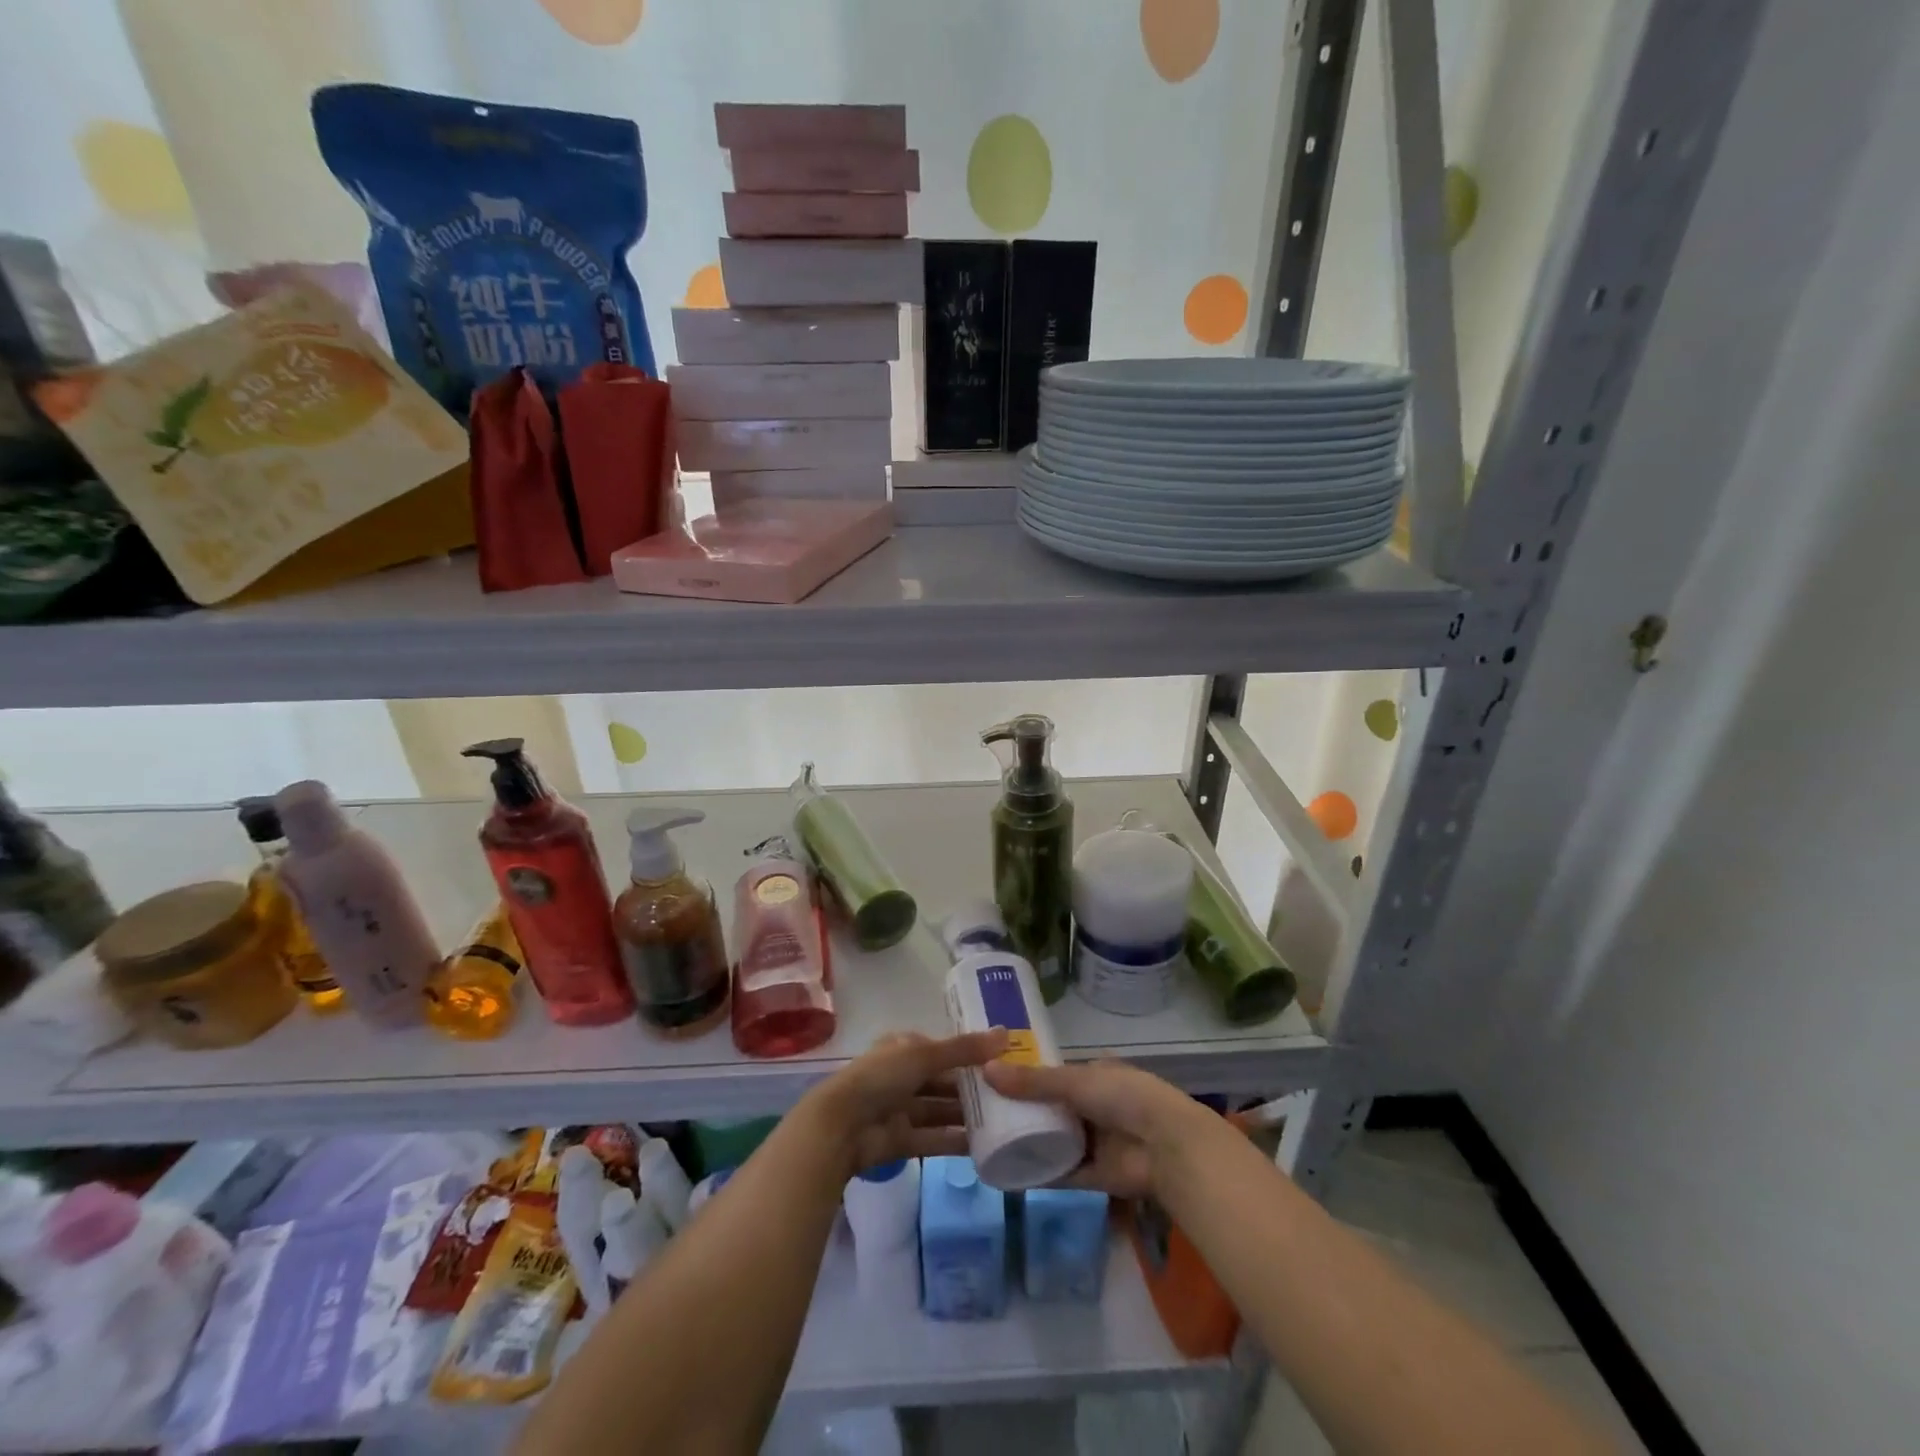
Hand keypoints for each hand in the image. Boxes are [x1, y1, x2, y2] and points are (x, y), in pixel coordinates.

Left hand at [804, 1029, 1007, 1176]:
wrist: (841, 1127)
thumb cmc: (881, 1078)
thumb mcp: (924, 1055)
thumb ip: (964, 1049)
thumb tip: (1006, 1034)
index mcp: (904, 1048)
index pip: (943, 1049)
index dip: (970, 1054)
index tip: (1003, 1061)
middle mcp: (903, 1076)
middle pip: (944, 1081)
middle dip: (972, 1088)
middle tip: (1011, 1095)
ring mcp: (900, 1109)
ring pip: (940, 1111)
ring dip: (966, 1116)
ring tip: (1004, 1121)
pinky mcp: (901, 1141)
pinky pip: (934, 1139)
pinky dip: (955, 1142)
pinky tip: (983, 1147)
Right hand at [982, 1057, 1209, 1198]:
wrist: (1165, 1145)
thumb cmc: (1123, 1096)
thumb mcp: (1075, 1080)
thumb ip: (1032, 1081)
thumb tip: (986, 1071)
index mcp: (1094, 1075)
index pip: (1054, 1075)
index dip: (1027, 1078)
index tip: (993, 1081)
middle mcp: (1093, 1106)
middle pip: (1051, 1109)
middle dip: (1024, 1113)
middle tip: (982, 1114)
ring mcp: (1095, 1142)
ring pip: (1054, 1141)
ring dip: (1029, 1143)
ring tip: (988, 1144)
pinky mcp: (1095, 1175)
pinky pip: (1061, 1173)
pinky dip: (1038, 1174)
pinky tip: (1008, 1175)